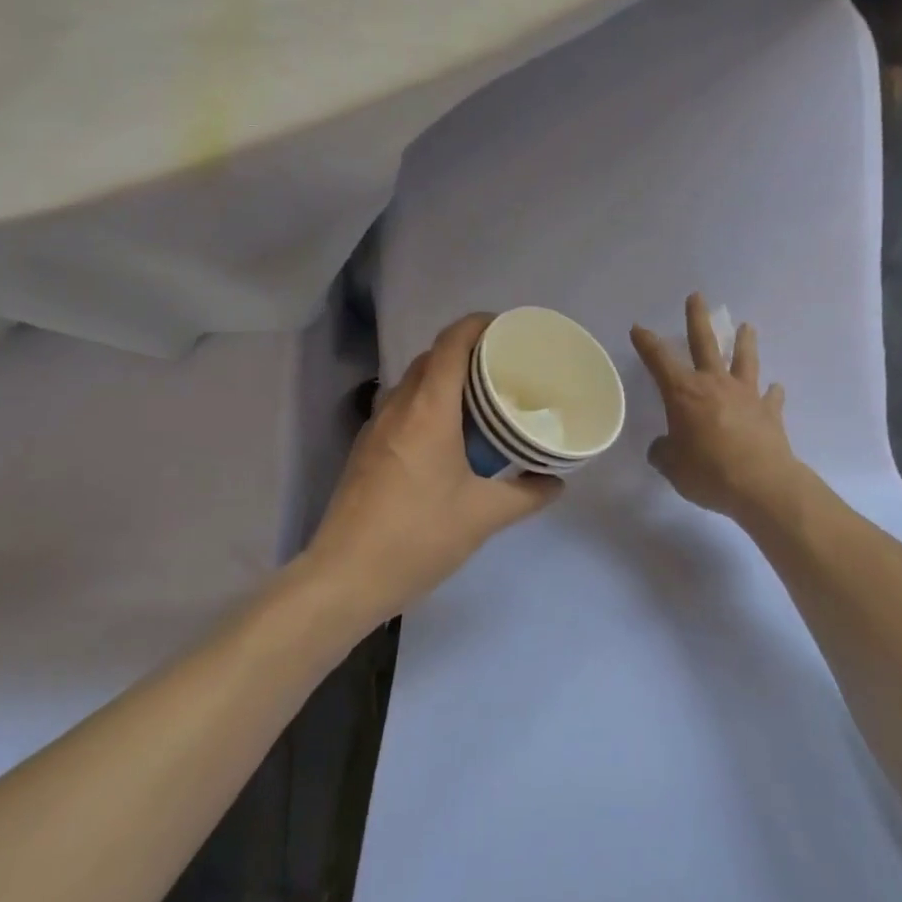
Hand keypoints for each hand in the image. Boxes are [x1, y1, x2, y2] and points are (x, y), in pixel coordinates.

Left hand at [306, 313, 562, 625]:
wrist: (345, 576)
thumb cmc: (418, 537)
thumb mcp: (483, 517)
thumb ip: (526, 495)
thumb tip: (556, 482)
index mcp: (428, 409)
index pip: (451, 342)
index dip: (479, 324)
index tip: (508, 329)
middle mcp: (398, 406)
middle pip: (432, 357)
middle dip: (467, 351)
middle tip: (504, 367)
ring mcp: (376, 426)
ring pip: (413, 381)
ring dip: (444, 378)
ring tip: (480, 399)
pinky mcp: (366, 448)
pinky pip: (401, 406)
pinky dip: (427, 403)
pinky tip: (447, 435)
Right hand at [631, 293, 800, 523]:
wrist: (762, 485)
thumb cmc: (708, 472)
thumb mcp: (672, 466)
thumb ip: (664, 452)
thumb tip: (663, 447)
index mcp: (684, 393)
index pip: (659, 360)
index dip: (646, 343)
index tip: (638, 327)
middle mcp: (714, 384)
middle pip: (705, 343)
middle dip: (697, 318)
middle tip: (697, 296)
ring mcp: (746, 395)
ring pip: (744, 359)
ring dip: (744, 342)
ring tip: (747, 325)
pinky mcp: (770, 412)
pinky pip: (771, 397)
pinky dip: (772, 392)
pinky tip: (775, 388)